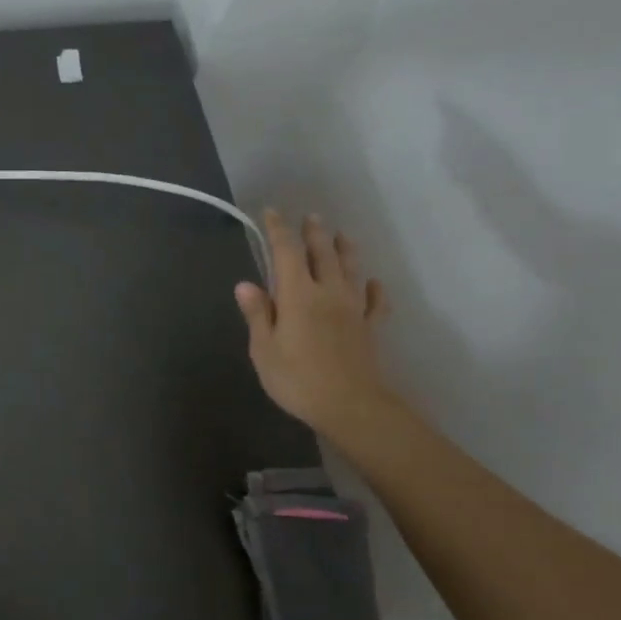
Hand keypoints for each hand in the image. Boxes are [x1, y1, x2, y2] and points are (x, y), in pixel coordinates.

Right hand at [236, 209, 395, 437]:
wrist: (351, 406)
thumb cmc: (297, 379)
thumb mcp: (264, 349)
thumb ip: (258, 314)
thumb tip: (245, 284)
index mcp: (297, 295)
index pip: (286, 252)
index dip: (278, 230)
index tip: (271, 213)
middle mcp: (327, 293)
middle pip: (322, 254)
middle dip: (314, 233)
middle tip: (310, 216)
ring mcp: (353, 309)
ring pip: (350, 270)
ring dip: (345, 249)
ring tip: (341, 235)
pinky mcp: (369, 328)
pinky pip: (375, 302)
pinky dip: (374, 289)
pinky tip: (373, 283)